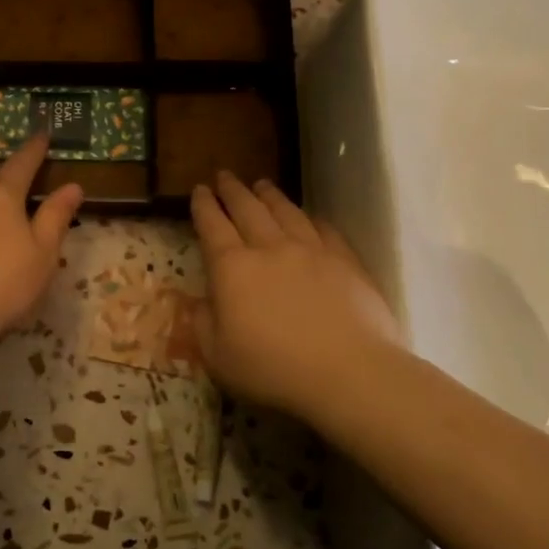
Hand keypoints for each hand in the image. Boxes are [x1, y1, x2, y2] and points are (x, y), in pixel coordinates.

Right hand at [190, 172, 403, 423]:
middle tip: (225, 176)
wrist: (348, 372)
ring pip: (286, 212)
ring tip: (262, 184)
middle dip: (233, 191)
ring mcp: (311, 251)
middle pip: (248, 209)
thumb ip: (204, 325)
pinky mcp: (346, 261)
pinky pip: (325, 230)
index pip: (212, 227)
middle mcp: (270, 249)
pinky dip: (312, 219)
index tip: (199, 190)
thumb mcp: (218, 357)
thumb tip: (202, 303)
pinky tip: (310, 217)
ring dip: (270, 195)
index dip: (204, 207)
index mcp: (232, 268)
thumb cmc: (273, 369)